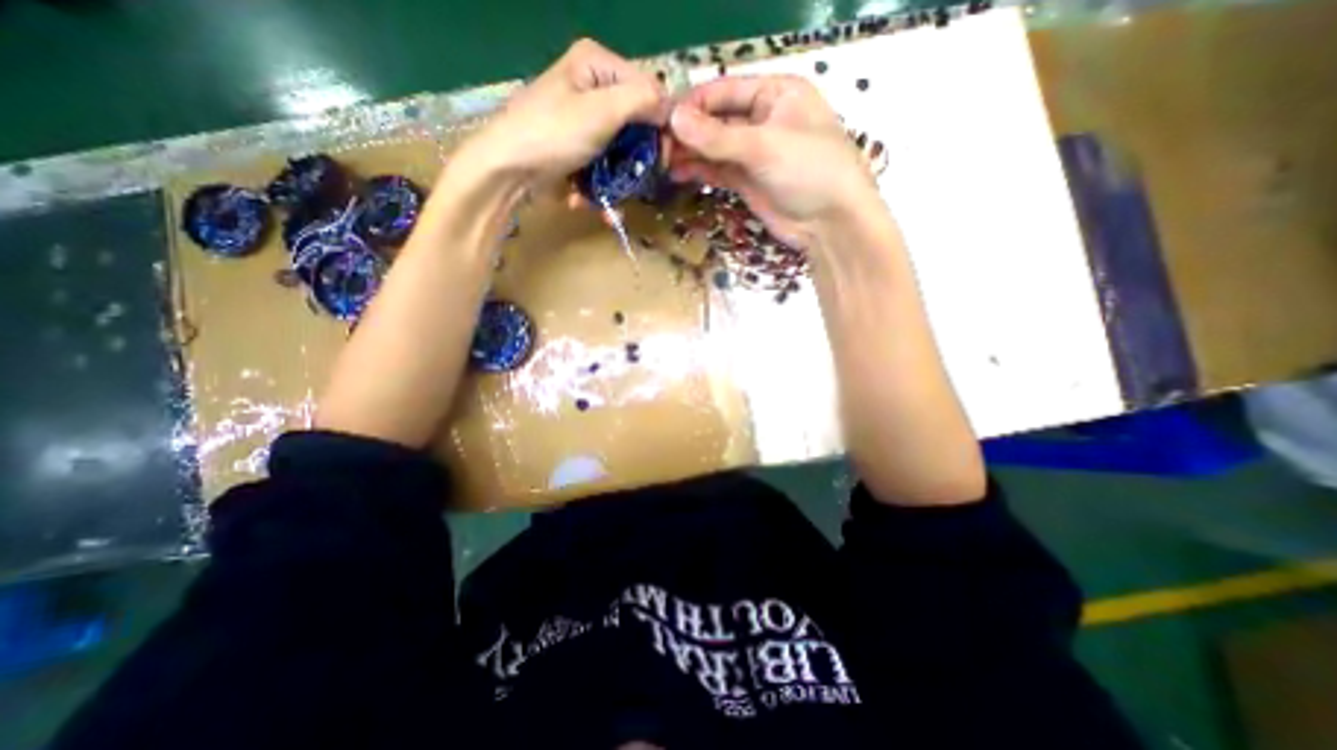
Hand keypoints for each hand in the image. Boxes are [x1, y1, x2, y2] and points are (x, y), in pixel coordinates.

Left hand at [467, 39, 668, 187]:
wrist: (508, 172)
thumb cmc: (553, 134)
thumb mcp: (601, 110)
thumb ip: (642, 101)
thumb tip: (671, 109)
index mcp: (597, 65)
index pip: (648, 90)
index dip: (660, 124)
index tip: (664, 158)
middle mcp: (592, 89)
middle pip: (636, 126)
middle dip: (638, 159)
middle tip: (638, 181)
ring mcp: (584, 124)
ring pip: (621, 153)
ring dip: (618, 181)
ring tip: (612, 200)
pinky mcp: (578, 152)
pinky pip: (603, 168)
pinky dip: (600, 187)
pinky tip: (588, 200)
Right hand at [668, 72, 877, 250]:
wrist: (830, 224)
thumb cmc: (809, 170)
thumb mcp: (764, 146)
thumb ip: (717, 136)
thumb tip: (674, 120)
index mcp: (775, 94)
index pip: (725, 91)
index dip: (693, 104)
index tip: (662, 118)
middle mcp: (763, 120)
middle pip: (717, 120)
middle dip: (688, 132)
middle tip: (656, 145)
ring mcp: (754, 154)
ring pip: (714, 148)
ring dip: (689, 153)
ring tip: (660, 162)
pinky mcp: (748, 182)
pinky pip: (718, 171)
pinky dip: (699, 171)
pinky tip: (677, 173)